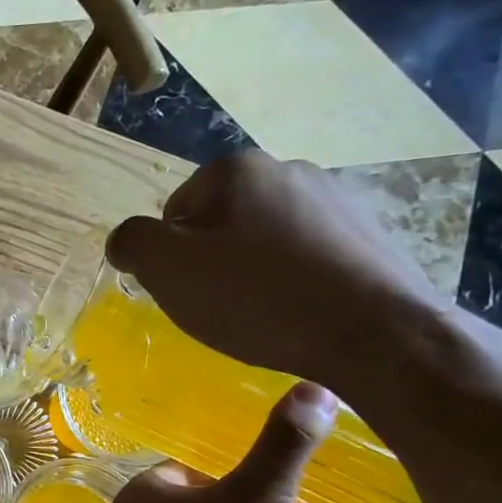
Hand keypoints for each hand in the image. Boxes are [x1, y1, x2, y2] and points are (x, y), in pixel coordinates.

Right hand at [105, 152, 447, 398]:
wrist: (375, 333)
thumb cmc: (257, 296)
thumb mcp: (167, 269)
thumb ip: (132, 243)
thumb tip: (126, 239)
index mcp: (236, 169)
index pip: (175, 210)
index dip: (171, 256)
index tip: (187, 290)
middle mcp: (288, 169)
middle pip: (221, 221)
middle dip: (213, 260)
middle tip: (220, 305)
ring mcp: (337, 199)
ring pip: (266, 239)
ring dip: (253, 271)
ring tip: (263, 314)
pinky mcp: (369, 235)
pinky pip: (308, 256)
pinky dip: (294, 281)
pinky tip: (300, 313)